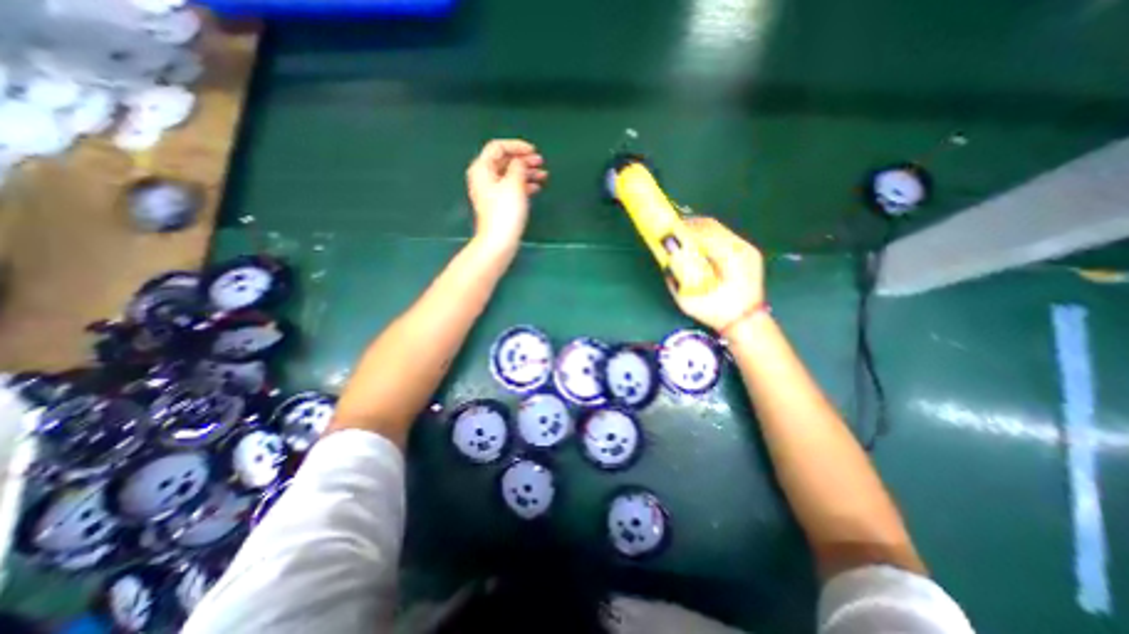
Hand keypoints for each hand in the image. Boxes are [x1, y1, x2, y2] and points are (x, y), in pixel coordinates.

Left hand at [466, 139, 549, 250]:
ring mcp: (491, 192)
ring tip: (543, 175)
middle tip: (541, 163)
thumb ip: (518, 167)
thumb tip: (520, 161)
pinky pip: (511, 188)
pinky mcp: (498, 204)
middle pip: (504, 161)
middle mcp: (484, 177)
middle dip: (523, 160)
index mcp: (483, 168)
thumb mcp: (514, 184)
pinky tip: (536, 187)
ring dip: (527, 173)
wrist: (499, 241)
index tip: (534, 151)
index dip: (516, 146)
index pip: (498, 147)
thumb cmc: (505, 211)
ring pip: (510, 175)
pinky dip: (523, 185)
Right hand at [669, 215, 766, 331]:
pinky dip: (709, 237)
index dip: (682, 229)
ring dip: (699, 231)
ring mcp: (747, 249)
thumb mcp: (688, 301)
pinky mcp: (748, 253)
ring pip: (719, 229)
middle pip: (711, 225)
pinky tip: (699, 245)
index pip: (701, 232)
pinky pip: (726, 237)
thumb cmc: (716, 313)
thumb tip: (666, 261)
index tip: (667, 231)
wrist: (746, 323)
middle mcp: (740, 248)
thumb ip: (674, 279)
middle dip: (689, 226)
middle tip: (672, 230)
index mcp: (728, 258)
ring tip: (683, 236)